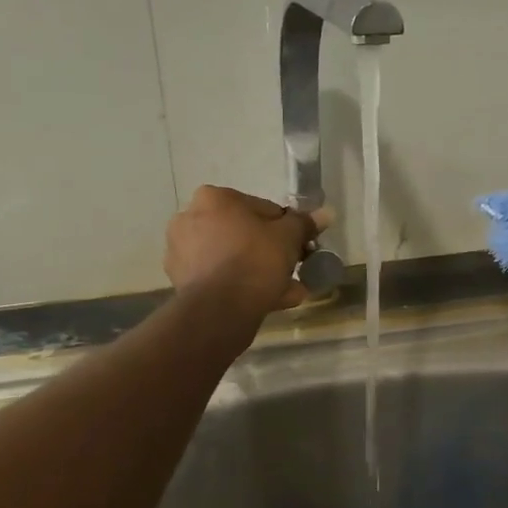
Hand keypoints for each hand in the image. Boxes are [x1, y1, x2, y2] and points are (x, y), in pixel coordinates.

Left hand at [164, 186, 325, 317]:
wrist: (220, 309)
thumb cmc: (255, 260)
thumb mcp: (289, 238)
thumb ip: (304, 224)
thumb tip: (326, 213)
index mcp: (214, 198)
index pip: (263, 209)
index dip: (286, 228)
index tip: (300, 247)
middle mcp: (191, 218)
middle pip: (244, 234)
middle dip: (272, 253)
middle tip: (294, 270)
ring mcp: (182, 251)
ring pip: (233, 258)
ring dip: (260, 272)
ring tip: (287, 291)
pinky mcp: (181, 280)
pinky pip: (220, 277)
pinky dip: (241, 285)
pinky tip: (268, 301)